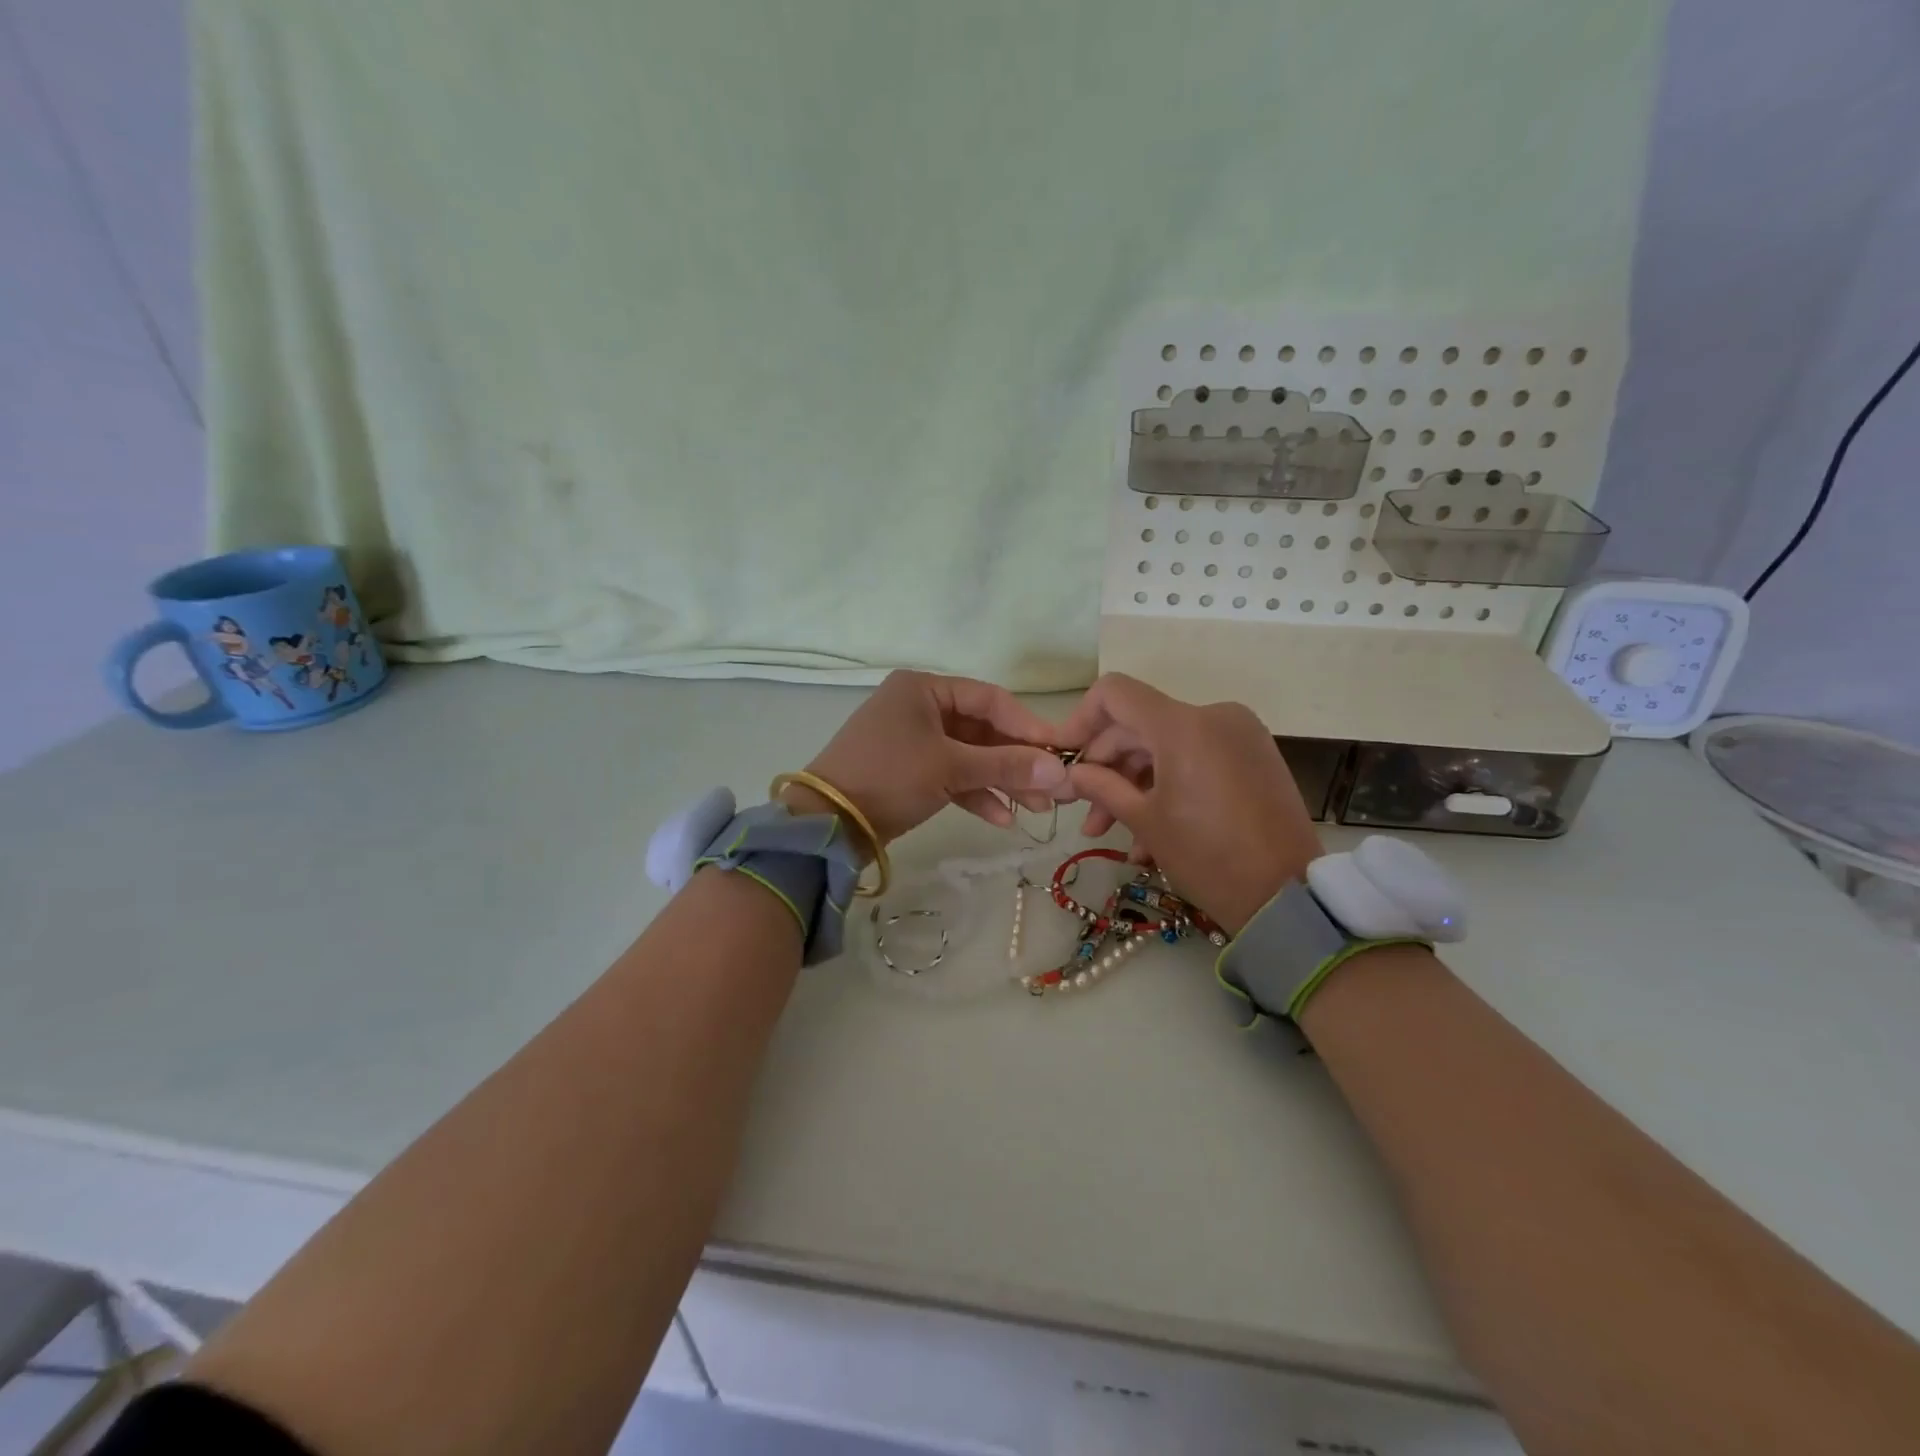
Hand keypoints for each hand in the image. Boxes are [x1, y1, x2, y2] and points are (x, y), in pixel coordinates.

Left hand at [797, 671, 1068, 845]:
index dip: (1027, 726)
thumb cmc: (889, 777)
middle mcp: (920, 707)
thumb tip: (1060, 771)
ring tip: (1035, 810)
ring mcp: (914, 740)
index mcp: (924, 689)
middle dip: (1017, 762)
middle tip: (1053, 790)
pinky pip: (951, 775)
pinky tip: (1001, 819)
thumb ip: (1005, 766)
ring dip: (1001, 781)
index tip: (1060, 753)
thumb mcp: (949, 768)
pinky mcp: (910, 771)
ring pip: (969, 756)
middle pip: (982, 730)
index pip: (990, 699)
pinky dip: (975, 793)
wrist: (827, 822)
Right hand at [1055, 673, 1322, 934]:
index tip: (1066, 756)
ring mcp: (1239, 735)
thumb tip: (1069, 774)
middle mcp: (1213, 716)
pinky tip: (1150, 836)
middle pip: (1139, 724)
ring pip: (1166, 746)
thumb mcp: (1145, 822)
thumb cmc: (1208, 857)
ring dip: (1134, 785)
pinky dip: (1168, 786)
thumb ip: (1101, 787)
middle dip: (1106, 767)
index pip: (1115, 693)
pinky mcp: (1253, 756)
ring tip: (1112, 835)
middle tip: (1084, 811)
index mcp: (1183, 725)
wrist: (1289, 897)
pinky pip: (1195, 758)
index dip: (1081, 719)